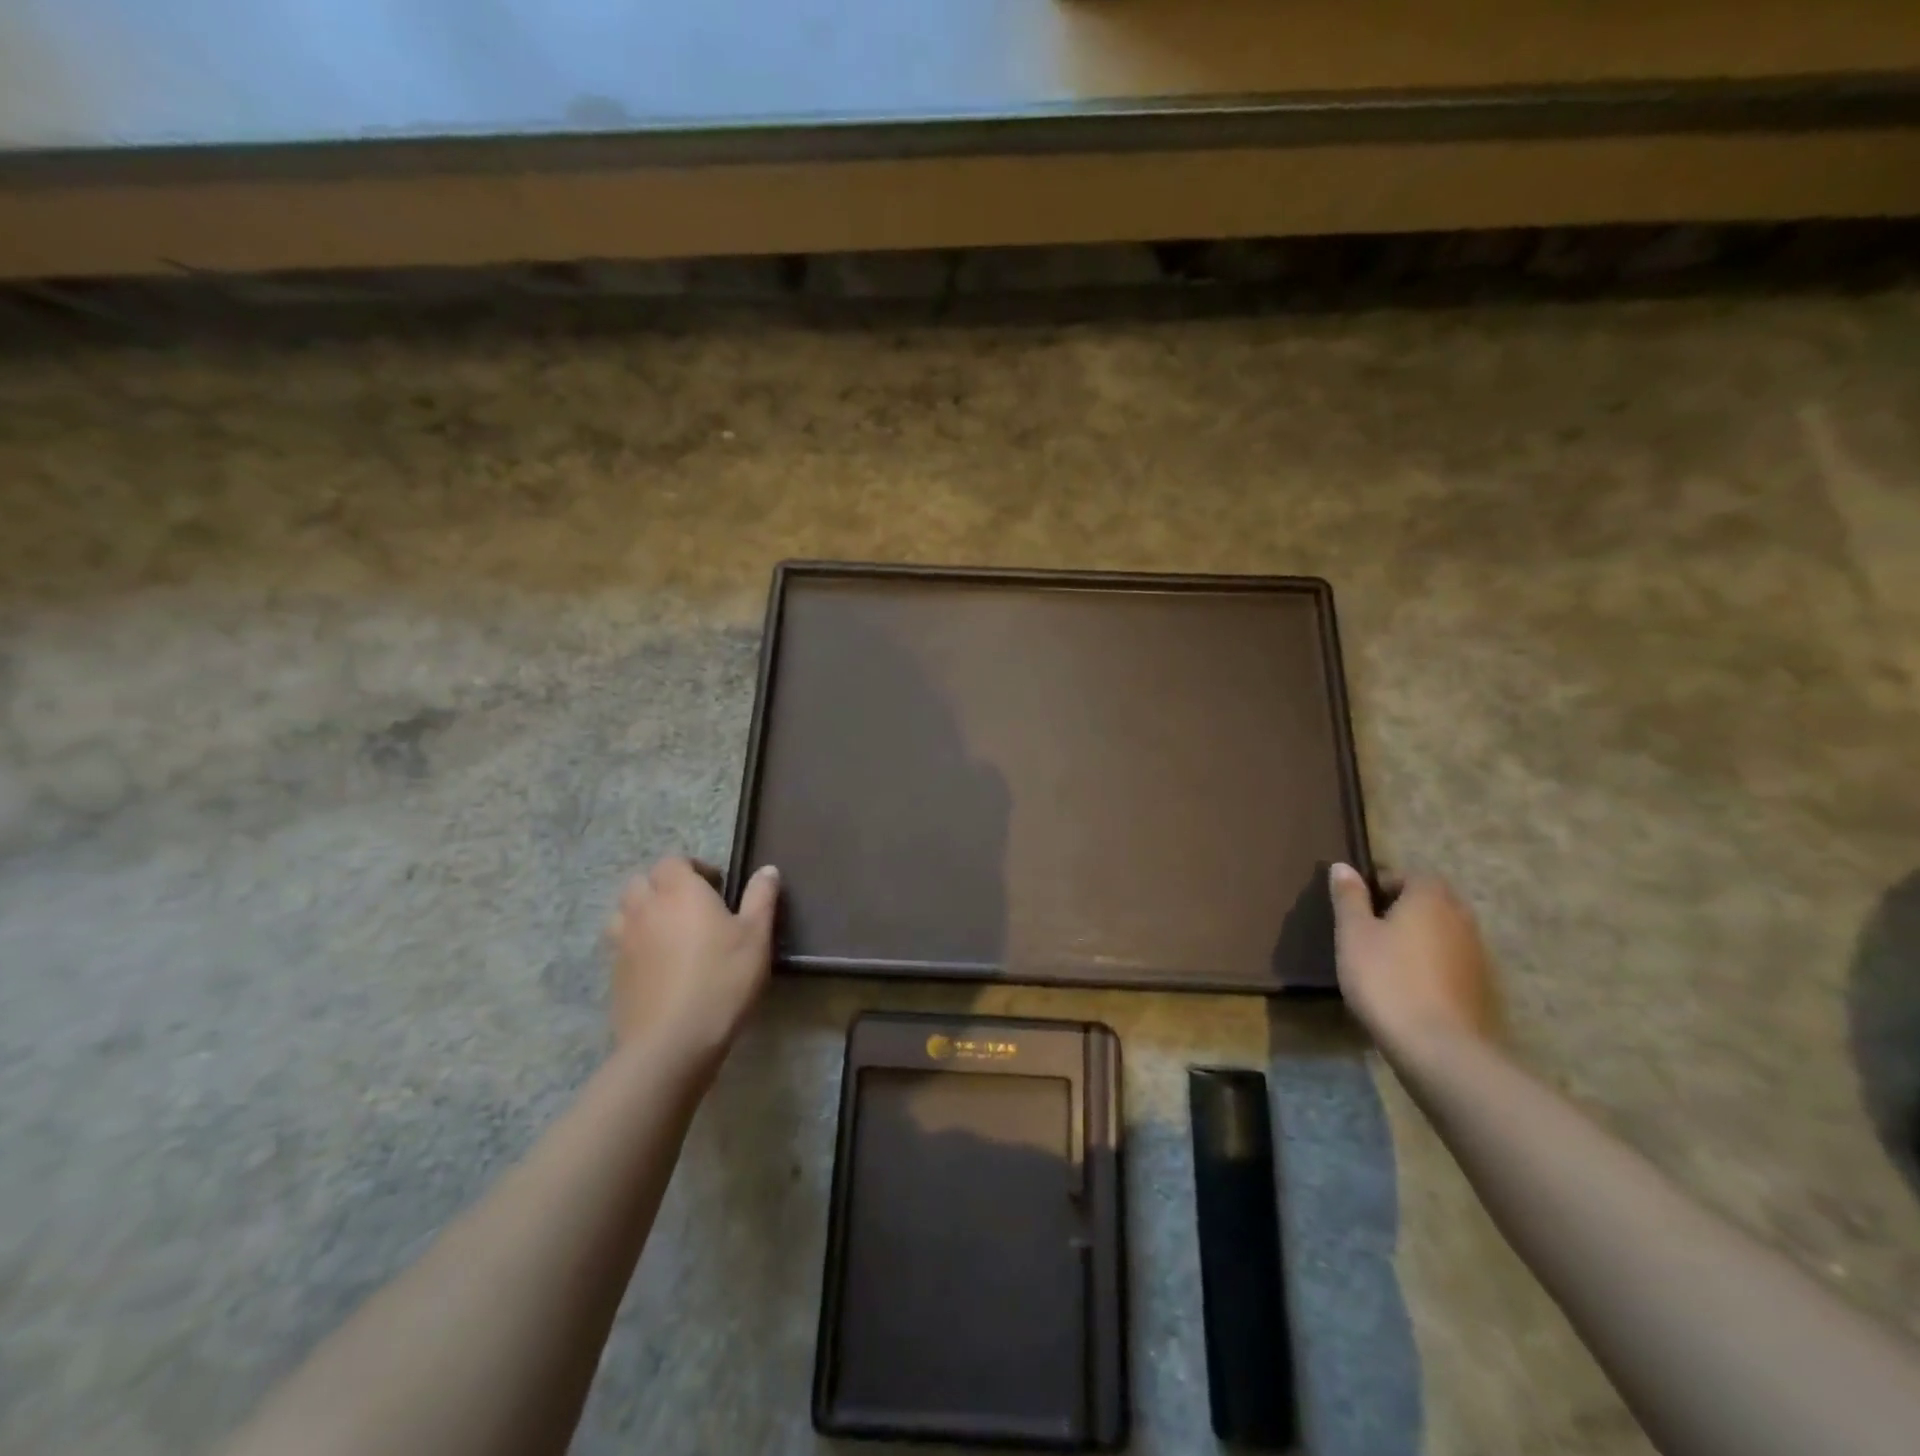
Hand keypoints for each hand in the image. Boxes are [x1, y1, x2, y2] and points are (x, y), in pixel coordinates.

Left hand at [606, 858, 779, 1065]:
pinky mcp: (614, 974)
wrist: (673, 1041)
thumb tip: (767, 870)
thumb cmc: (722, 979)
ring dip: (642, 912)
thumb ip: (761, 898)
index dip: (692, 868)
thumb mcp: (756, 936)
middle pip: (642, 882)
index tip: (716, 887)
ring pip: (624, 912)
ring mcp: (623, 942)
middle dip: (663, 886)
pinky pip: (620, 945)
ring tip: (669, 932)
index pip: (672, 861)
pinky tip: (658, 965)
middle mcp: (645, 908)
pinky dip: (635, 944)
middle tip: (691, 908)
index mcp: (679, 891)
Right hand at [1328, 863, 1499, 1051]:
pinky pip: (1452, 960)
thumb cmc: (1386, 978)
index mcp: (1430, 899)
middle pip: (1434, 901)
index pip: (1413, 876)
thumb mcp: (1353, 934)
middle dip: (1407, 907)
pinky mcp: (1479, 987)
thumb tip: (1343, 867)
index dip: (1386, 884)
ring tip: (1388, 956)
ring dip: (1422, 935)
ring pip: (1445, 931)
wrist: (1436, 1045)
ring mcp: (1476, 954)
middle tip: (1373, 926)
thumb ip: (1349, 898)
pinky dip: (1433, 962)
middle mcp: (1461, 919)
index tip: (1361, 904)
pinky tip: (1409, 983)